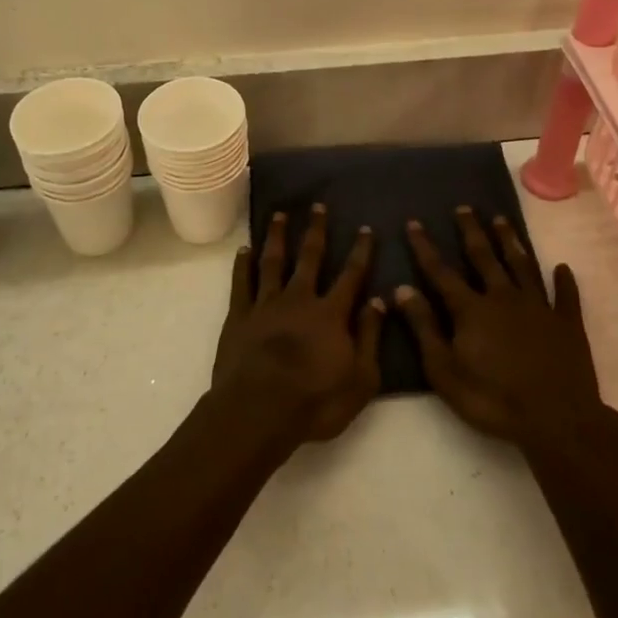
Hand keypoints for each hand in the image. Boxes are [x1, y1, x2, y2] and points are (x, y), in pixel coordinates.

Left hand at [211, 204, 385, 443]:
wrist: (258, 411)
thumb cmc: (315, 402)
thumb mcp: (361, 379)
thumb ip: (370, 337)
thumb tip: (378, 300)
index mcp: (331, 314)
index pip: (351, 275)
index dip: (361, 251)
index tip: (366, 228)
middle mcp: (299, 299)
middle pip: (310, 257)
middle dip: (316, 230)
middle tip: (318, 206)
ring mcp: (266, 304)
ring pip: (273, 261)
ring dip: (277, 236)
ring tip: (280, 214)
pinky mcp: (239, 316)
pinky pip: (241, 282)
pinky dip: (242, 264)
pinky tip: (244, 249)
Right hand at [396, 207, 605, 447]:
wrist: (557, 420)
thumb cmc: (492, 399)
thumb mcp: (444, 370)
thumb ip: (423, 328)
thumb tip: (402, 288)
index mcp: (471, 309)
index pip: (441, 272)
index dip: (425, 247)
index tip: (414, 222)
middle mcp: (503, 297)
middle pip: (484, 257)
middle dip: (471, 231)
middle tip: (464, 207)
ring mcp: (539, 307)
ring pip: (522, 265)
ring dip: (511, 242)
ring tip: (501, 220)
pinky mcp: (567, 324)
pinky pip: (565, 295)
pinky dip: (563, 281)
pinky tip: (562, 268)